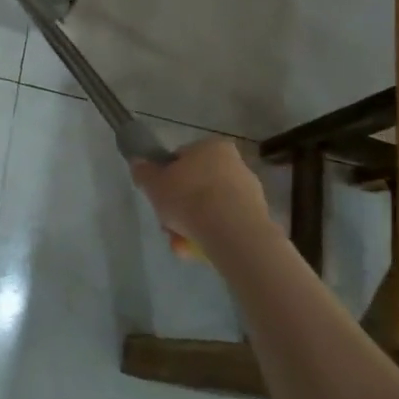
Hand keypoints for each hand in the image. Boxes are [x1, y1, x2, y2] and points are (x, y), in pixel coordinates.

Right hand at [132, 139, 270, 247]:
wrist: (235, 235)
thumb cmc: (190, 198)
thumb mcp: (154, 183)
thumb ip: (144, 172)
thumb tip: (139, 164)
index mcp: (212, 146)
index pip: (182, 159)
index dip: (167, 179)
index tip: (160, 198)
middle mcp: (235, 164)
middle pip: (196, 186)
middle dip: (180, 209)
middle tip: (168, 226)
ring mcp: (250, 193)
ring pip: (211, 209)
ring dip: (193, 226)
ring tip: (181, 246)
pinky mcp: (259, 220)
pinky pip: (227, 226)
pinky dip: (212, 237)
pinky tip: (199, 252)